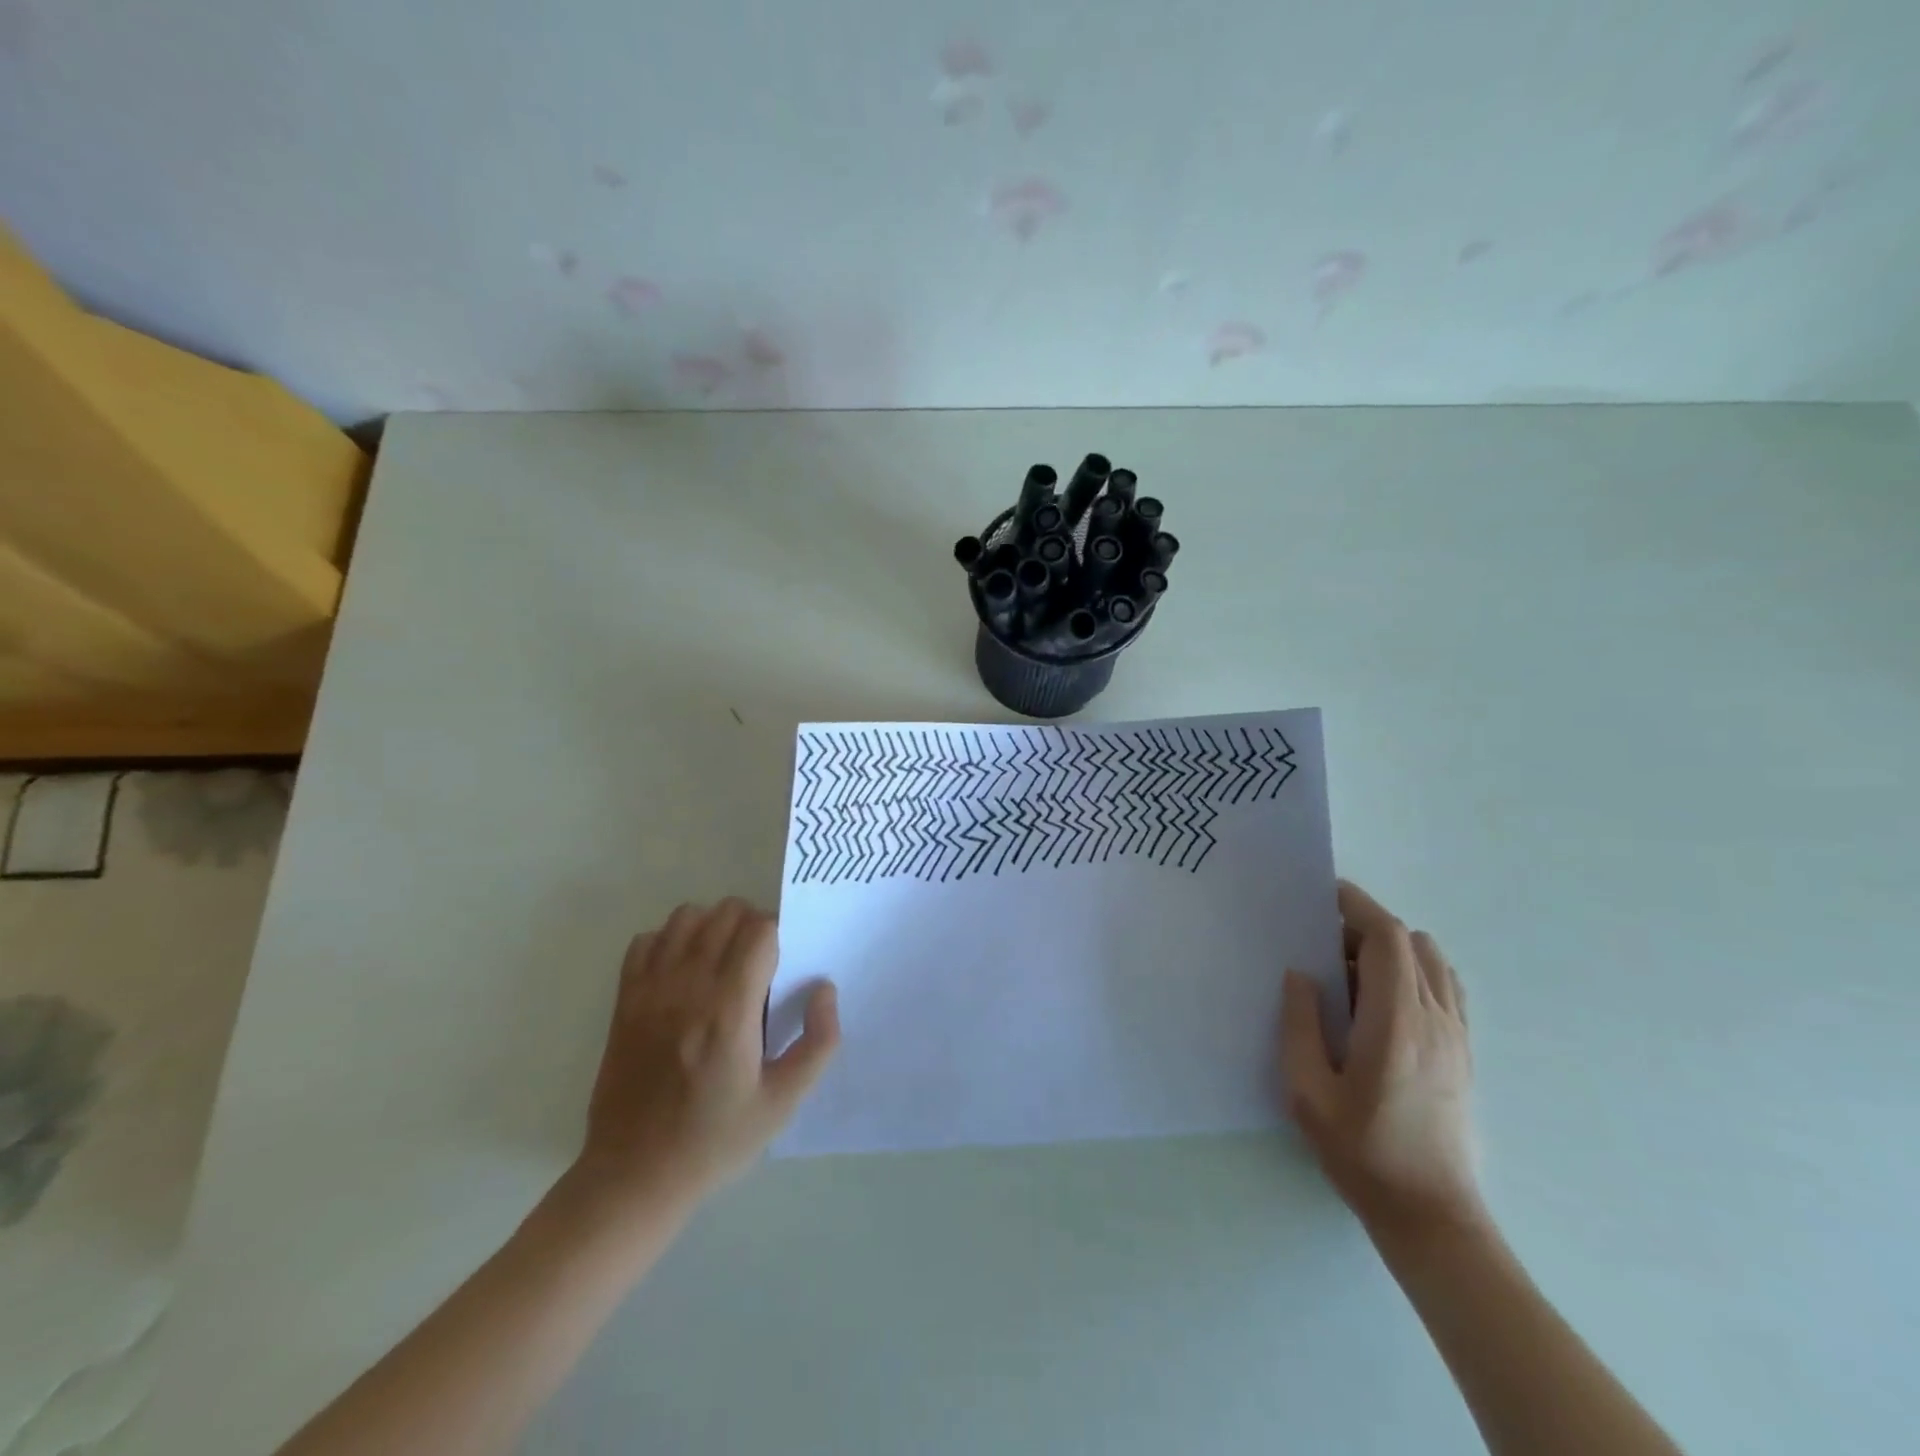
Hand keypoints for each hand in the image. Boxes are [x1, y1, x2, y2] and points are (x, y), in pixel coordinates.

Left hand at [572, 898, 838, 1211]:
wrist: (633, 1176)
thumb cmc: (714, 1140)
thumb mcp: (782, 1104)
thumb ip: (817, 1043)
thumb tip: (825, 990)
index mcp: (729, 1009)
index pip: (759, 929)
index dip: (779, 934)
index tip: (783, 962)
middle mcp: (688, 987)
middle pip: (726, 912)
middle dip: (751, 924)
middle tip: (759, 962)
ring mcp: (650, 990)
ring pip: (686, 915)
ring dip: (712, 926)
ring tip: (722, 961)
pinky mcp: (624, 1000)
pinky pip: (646, 940)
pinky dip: (669, 940)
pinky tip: (682, 972)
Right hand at [1280, 880, 1483, 1242]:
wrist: (1432, 1215)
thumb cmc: (1362, 1152)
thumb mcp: (1307, 1091)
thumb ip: (1300, 1024)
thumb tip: (1302, 975)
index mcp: (1396, 1023)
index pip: (1389, 939)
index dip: (1359, 907)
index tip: (1326, 895)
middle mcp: (1436, 1019)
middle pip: (1411, 944)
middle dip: (1366, 928)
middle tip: (1324, 946)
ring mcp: (1458, 1037)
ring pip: (1433, 963)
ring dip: (1392, 951)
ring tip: (1351, 976)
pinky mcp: (1465, 1054)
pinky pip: (1445, 989)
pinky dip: (1414, 974)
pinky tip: (1381, 1004)